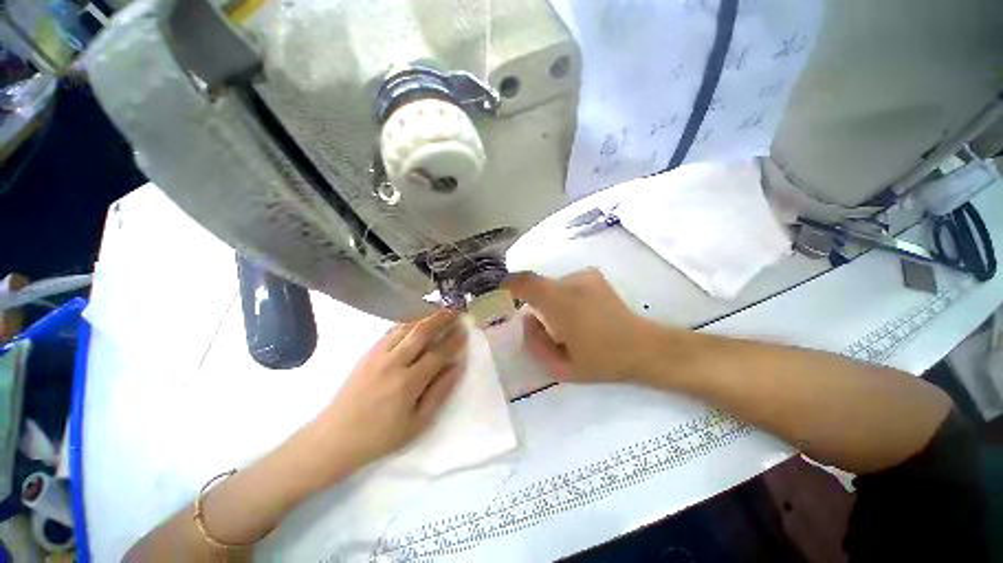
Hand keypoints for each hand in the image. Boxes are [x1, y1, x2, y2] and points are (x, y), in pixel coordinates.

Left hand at [316, 309, 466, 469]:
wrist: (334, 437)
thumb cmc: (380, 436)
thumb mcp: (417, 423)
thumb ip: (440, 392)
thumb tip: (457, 366)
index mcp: (408, 383)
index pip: (438, 353)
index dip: (454, 340)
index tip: (465, 329)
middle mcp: (393, 363)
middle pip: (421, 332)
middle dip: (441, 319)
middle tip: (456, 311)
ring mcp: (377, 355)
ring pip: (406, 327)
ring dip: (425, 317)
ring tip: (440, 311)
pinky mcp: (367, 353)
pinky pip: (391, 331)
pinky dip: (407, 323)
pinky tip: (416, 321)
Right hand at [504, 269, 649, 381]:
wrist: (644, 347)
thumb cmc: (602, 360)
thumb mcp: (561, 367)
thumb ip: (535, 343)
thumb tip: (527, 319)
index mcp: (560, 303)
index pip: (525, 282)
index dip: (509, 284)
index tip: (502, 293)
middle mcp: (571, 282)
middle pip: (537, 284)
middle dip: (531, 300)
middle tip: (538, 323)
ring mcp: (584, 277)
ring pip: (552, 285)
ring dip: (550, 301)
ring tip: (564, 323)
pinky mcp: (594, 277)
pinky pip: (566, 284)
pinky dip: (563, 297)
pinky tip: (579, 314)